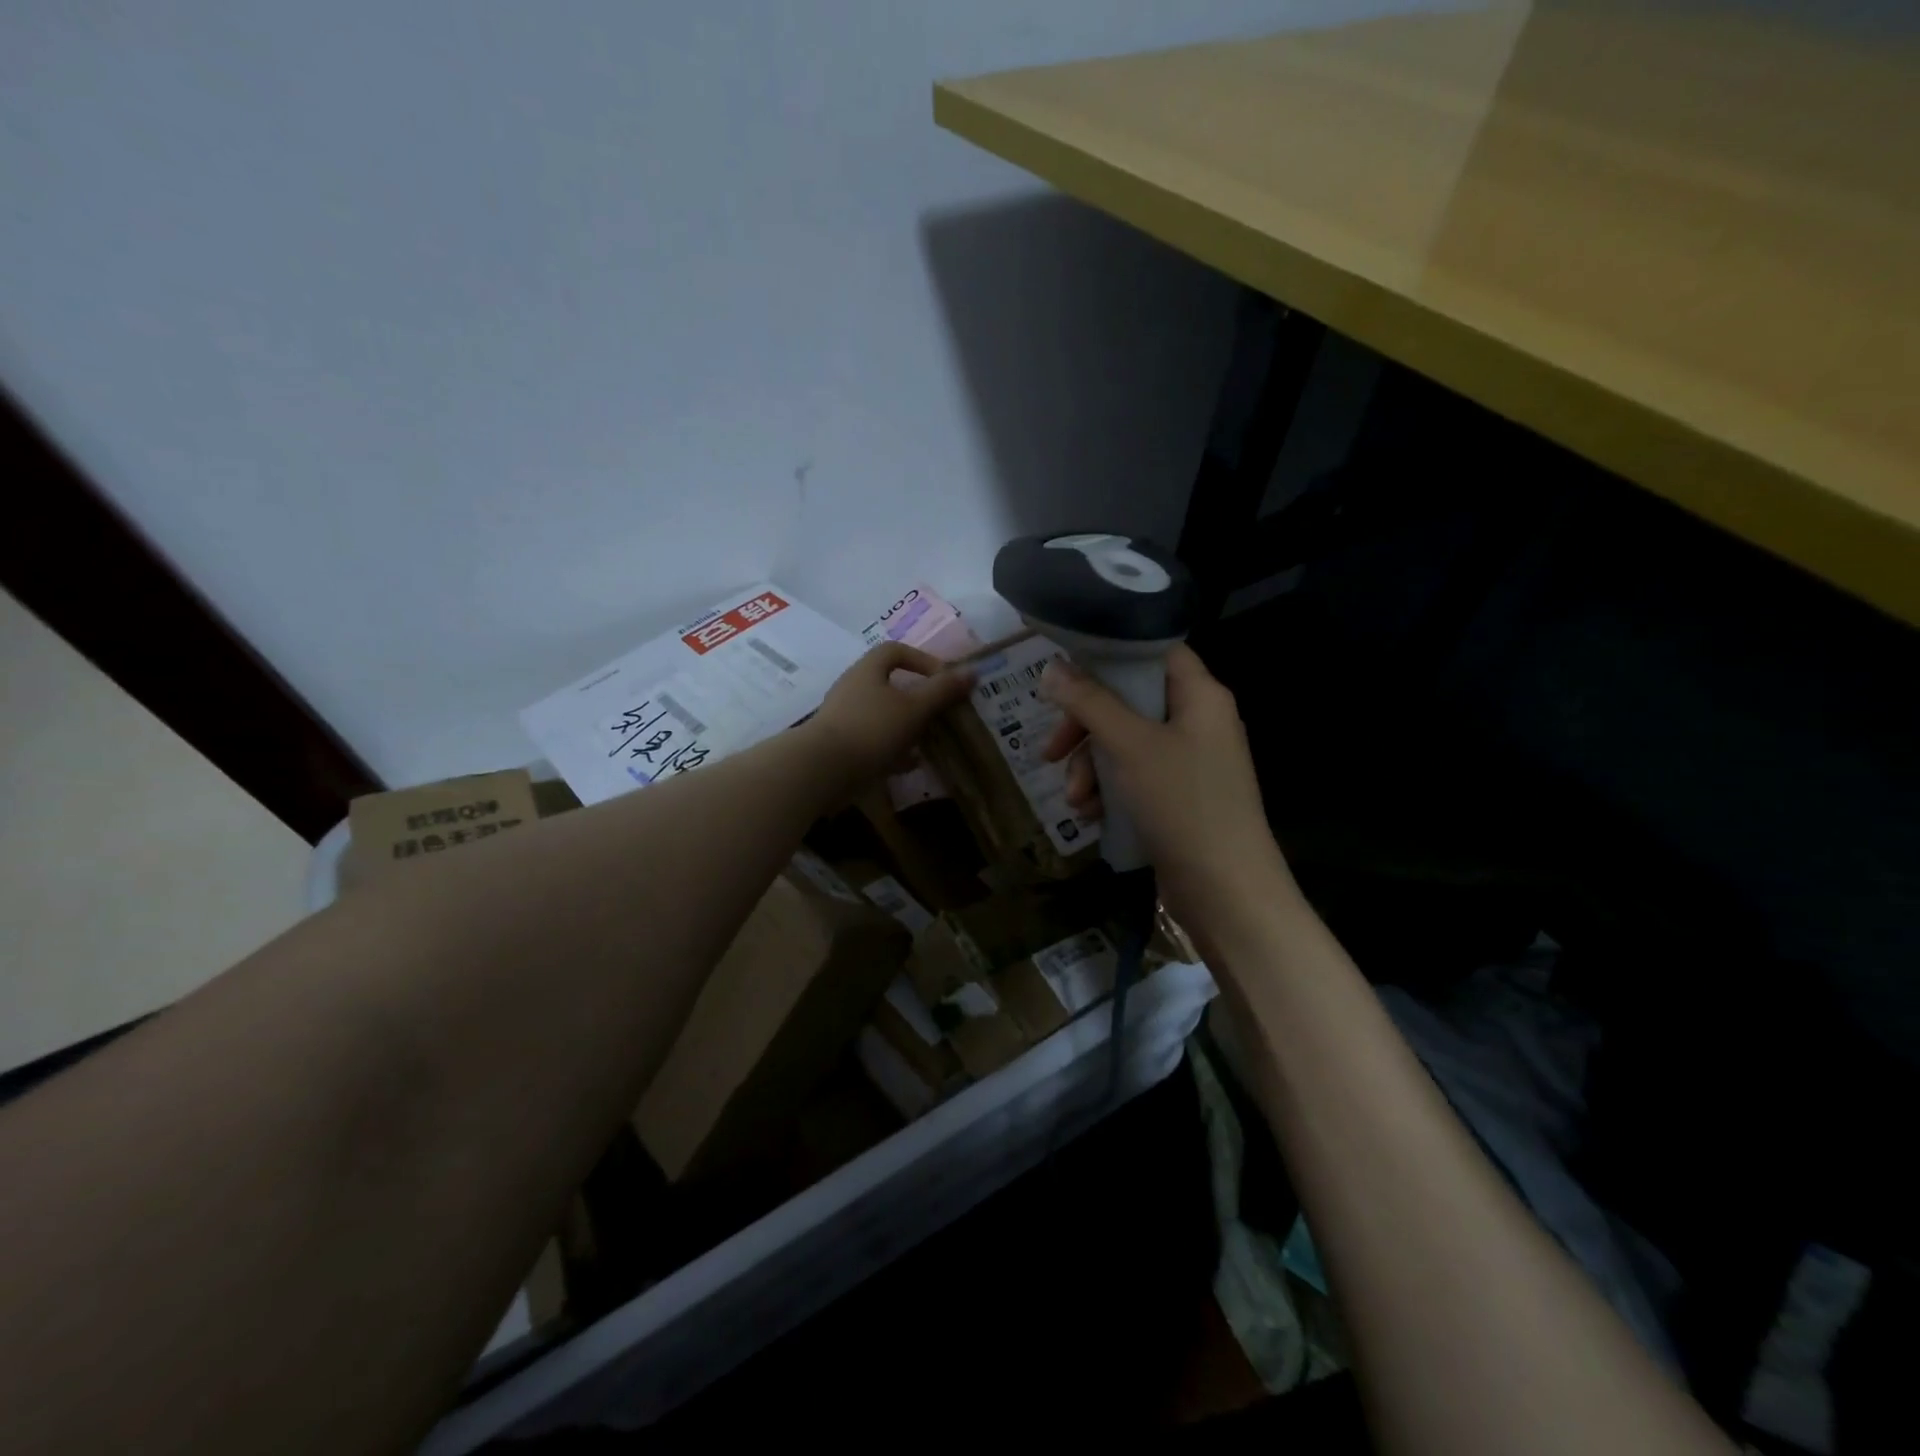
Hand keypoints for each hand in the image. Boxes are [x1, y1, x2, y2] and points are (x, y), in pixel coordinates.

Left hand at [802, 642, 974, 799]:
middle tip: (940, 711)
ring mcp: (845, 718)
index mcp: (867, 670)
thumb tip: (972, 672)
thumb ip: (942, 691)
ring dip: (907, 725)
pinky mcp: (841, 746)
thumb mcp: (913, 708)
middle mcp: (853, 689)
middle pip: (889, 684)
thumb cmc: (871, 729)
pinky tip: (911, 764)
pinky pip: (873, 742)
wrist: (823, 770)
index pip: (895, 651)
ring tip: (930, 738)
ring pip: (882, 715)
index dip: (922, 659)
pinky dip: (894, 750)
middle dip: (917, 697)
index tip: (943, 679)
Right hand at [1041, 644, 1294, 945]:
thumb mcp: (1128, 746)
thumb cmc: (1181, 803)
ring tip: (1076, 801)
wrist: (1226, 891)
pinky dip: (1108, 790)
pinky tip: (1091, 815)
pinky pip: (1133, 776)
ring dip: (1090, 768)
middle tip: (1050, 751)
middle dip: (1084, 729)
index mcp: (1199, 695)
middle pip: (1128, 702)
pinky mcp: (1177, 794)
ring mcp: (1188, 760)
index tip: (1065, 673)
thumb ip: (1089, 702)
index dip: (1108, 656)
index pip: (1151, 651)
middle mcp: (1197, 720)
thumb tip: (1053, 667)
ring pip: (1123, 743)